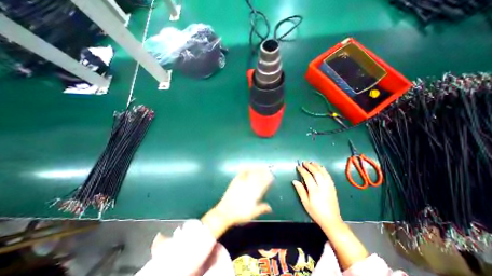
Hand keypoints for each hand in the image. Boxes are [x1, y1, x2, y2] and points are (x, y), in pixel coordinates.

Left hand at [202, 168, 275, 236]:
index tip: (271, 176)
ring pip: (251, 174)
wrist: (225, 213)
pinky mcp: (235, 182)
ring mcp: (241, 183)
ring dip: (257, 170)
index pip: (263, 184)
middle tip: (268, 169)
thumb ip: (261, 209)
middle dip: (264, 172)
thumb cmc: (239, 214)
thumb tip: (270, 208)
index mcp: (254, 193)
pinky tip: (248, 167)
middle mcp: (248, 186)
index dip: (267, 179)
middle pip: (258, 177)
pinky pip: (241, 174)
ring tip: (261, 167)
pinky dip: (246, 170)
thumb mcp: (252, 214)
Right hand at [292, 162, 343, 227]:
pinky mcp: (333, 188)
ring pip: (324, 173)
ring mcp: (329, 187)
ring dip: (318, 166)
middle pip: (316, 173)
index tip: (298, 167)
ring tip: (312, 162)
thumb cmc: (316, 212)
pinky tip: (321, 168)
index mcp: (315, 191)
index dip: (302, 170)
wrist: (332, 221)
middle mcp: (323, 187)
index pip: (308, 177)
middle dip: (310, 166)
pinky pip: (329, 176)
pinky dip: (324, 170)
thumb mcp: (305, 203)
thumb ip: (300, 191)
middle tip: (304, 162)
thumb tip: (294, 181)